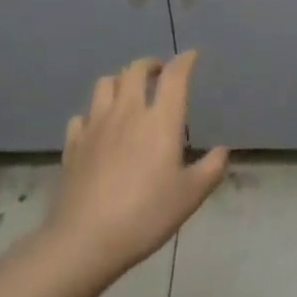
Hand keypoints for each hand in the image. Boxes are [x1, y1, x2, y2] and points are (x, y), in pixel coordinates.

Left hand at [45, 52, 228, 276]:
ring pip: (105, 83)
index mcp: (160, 120)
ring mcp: (96, 125)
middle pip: (135, 70)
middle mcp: (127, 112)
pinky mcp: (73, 144)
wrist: (85, 240)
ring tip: (128, 93)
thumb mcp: (190, 196)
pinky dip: (93, 113)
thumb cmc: (146, 215)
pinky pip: (82, 115)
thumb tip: (223, 150)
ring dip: (119, 81)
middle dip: (150, 64)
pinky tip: (99, 127)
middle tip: (159, 73)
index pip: (174, 76)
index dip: (184, 61)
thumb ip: (211, 169)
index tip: (191, 56)